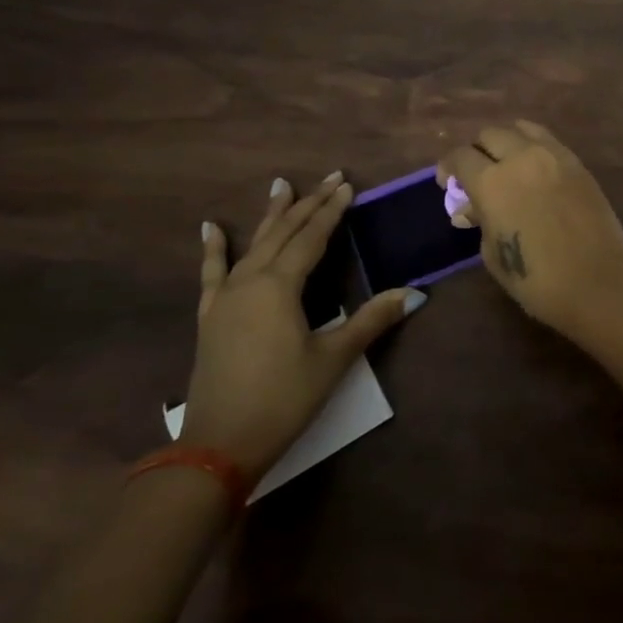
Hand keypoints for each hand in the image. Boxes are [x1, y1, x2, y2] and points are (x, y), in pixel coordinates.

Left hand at [183, 172, 421, 476]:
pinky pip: (213, 273)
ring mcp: (226, 298)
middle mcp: (251, 281)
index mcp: (280, 286)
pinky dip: (213, 249)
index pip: (312, 237)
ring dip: (271, 216)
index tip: (348, 186)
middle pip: (284, 233)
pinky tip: (210, 228)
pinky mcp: (211, 316)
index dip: (332, 211)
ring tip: (280, 185)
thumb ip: (371, 320)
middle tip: (329, 178)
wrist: (220, 444)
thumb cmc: (283, 399)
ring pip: (253, 245)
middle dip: (308, 204)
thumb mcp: (333, 359)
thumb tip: (413, 293)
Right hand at [438, 121, 622, 336]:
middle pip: (490, 135)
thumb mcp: (493, 254)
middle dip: (477, 151)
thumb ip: (481, 222)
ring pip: (521, 128)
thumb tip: (471, 209)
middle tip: (477, 174)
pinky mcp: (577, 163)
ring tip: (507, 164)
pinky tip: (533, 169)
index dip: (448, 168)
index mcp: (492, 182)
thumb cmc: (537, 279)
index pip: (460, 158)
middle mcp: (521, 158)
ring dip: (507, 142)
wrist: (599, 280)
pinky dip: (533, 146)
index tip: (448, 184)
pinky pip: (548, 140)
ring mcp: (554, 155)